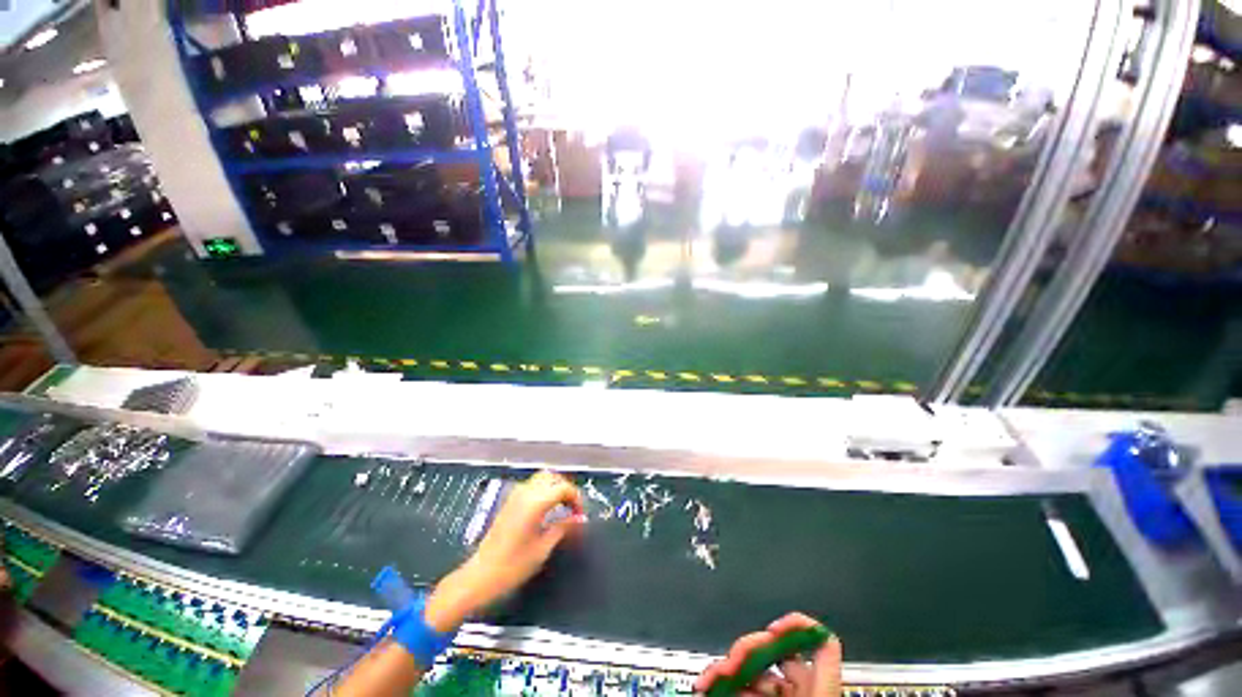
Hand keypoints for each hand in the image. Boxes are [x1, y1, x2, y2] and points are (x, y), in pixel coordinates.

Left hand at [424, 471, 584, 631]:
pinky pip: (532, 486)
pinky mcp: (510, 502)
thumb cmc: (513, 565)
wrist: (480, 575)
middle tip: (573, 508)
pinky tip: (547, 509)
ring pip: (542, 478)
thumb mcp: (544, 548)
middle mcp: (526, 492)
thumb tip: (579, 518)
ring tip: (562, 507)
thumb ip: (564, 527)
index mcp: (536, 502)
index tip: (580, 515)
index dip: (576, 499)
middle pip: (553, 477)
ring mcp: (516, 495)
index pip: (564, 488)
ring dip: (555, 488)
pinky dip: (544, 491)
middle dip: (567, 489)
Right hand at [695, 614, 841, 696]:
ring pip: (752, 670)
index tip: (771, 630)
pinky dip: (726, 686)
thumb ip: (782, 688)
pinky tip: (709, 688)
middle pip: (776, 652)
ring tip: (711, 678)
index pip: (822, 644)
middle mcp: (800, 692)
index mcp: (818, 691)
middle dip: (747, 650)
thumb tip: (752, 661)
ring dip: (728, 668)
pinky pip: (742, 688)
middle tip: (730, 662)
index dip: (798, 626)